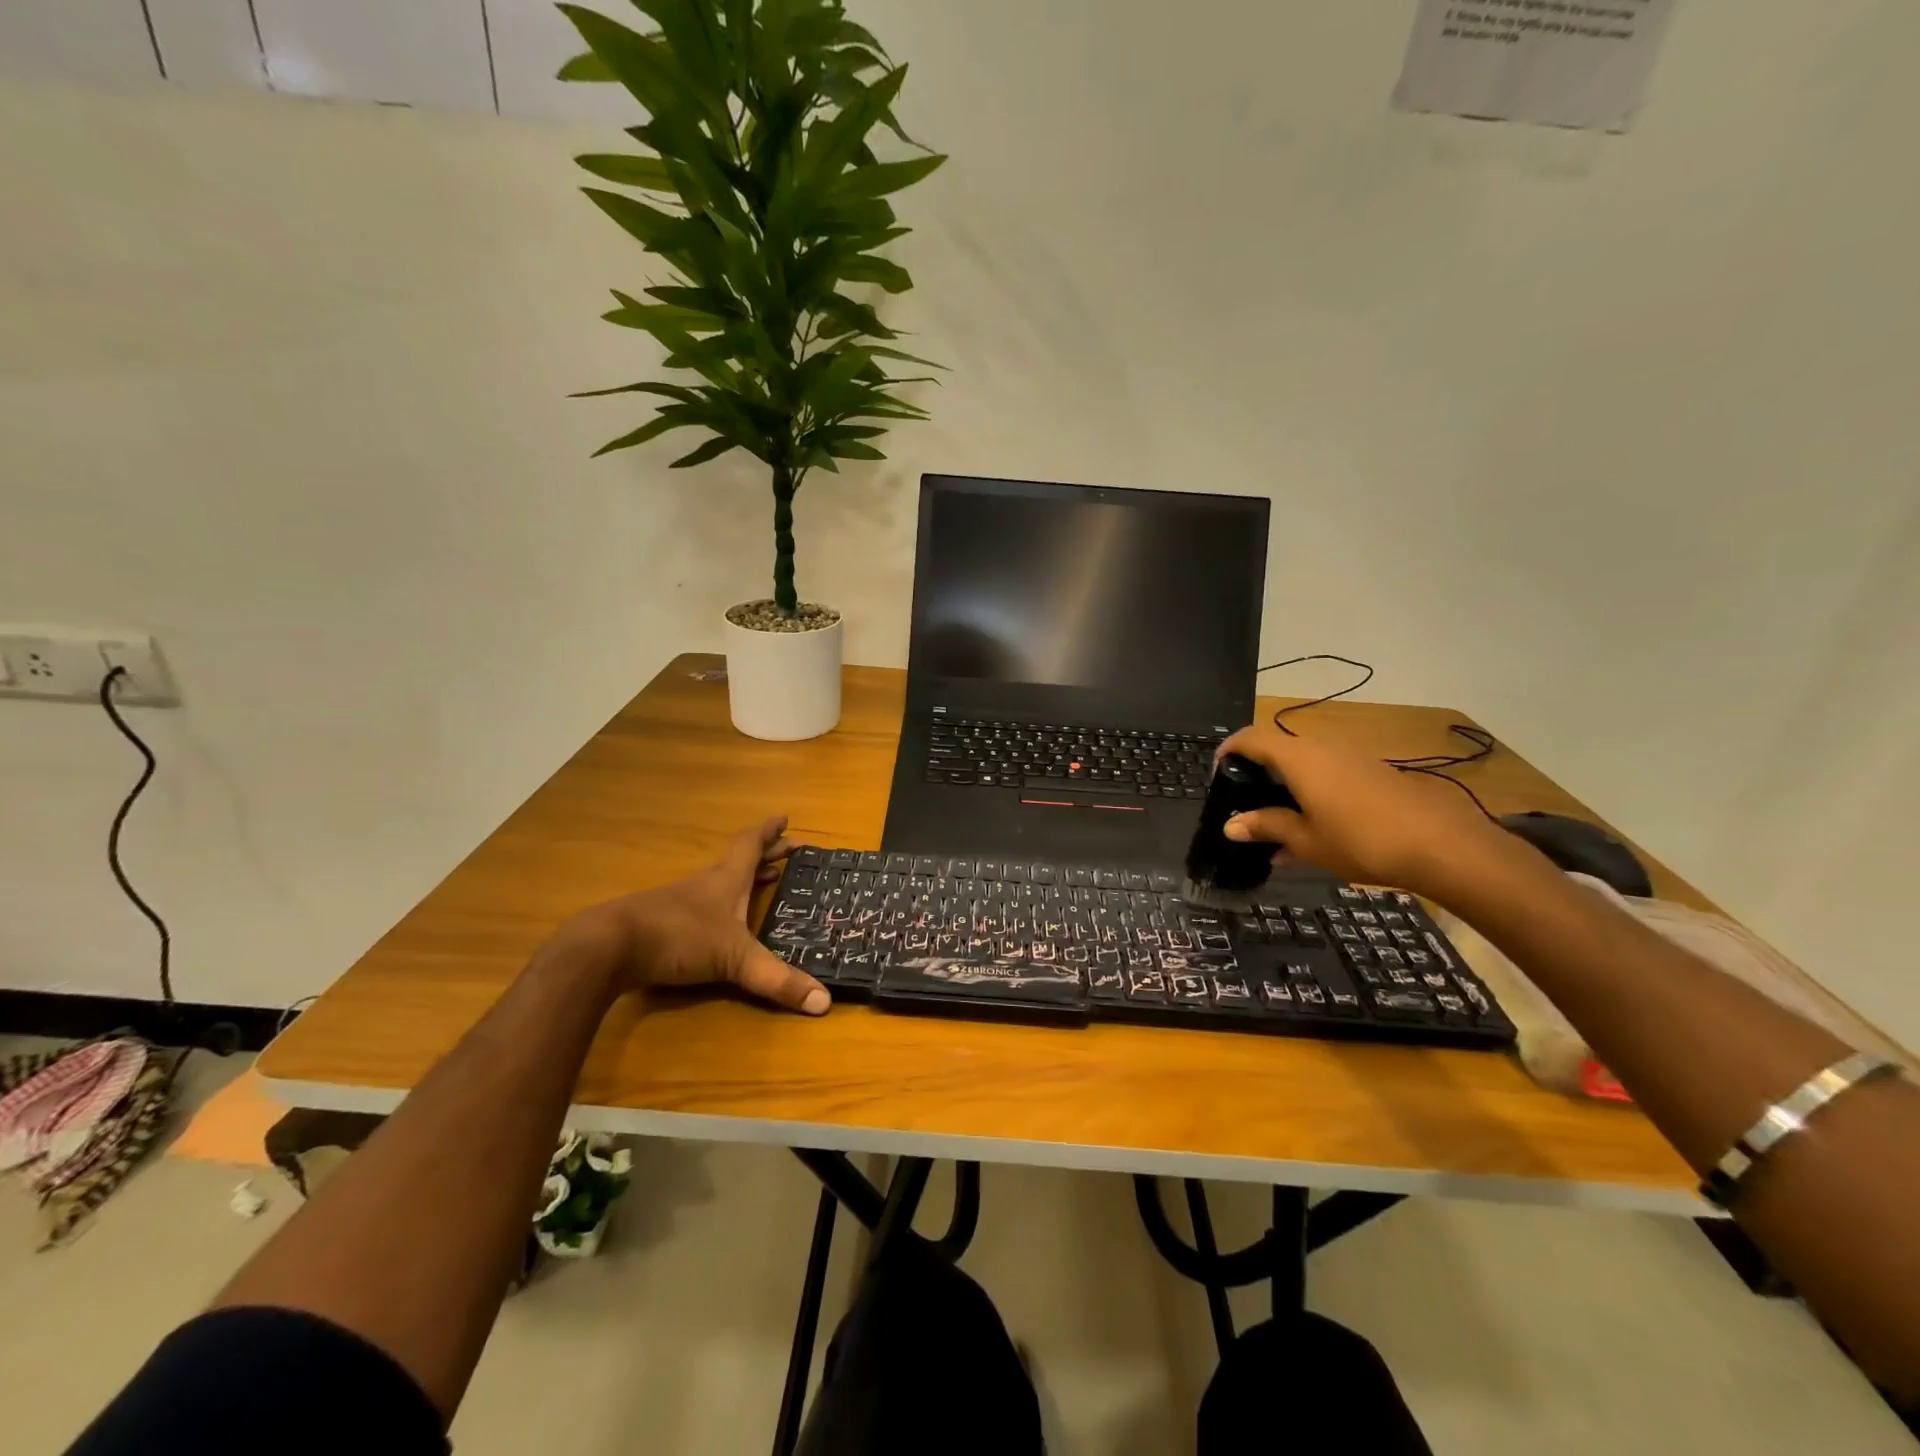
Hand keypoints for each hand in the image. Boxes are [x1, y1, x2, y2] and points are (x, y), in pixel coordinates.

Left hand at [562, 817, 830, 1014]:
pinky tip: (721, 923)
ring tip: (764, 882)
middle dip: (766, 855)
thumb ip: (777, 980)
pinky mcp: (662, 924)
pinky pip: (702, 906)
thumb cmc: (679, 937)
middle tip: (789, 852)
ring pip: (720, 882)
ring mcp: (681, 903)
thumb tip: (825, 1003)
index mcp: (727, 879)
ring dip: (743, 879)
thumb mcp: (735, 959)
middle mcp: (706, 884)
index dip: (770, 832)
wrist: (609, 947)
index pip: (752, 845)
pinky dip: (721, 905)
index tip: (785, 818)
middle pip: (739, 860)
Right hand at [1214, 722, 1508, 899]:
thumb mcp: (1307, 840)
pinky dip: (1312, 791)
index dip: (1228, 750)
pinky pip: (1329, 773)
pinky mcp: (1374, 772)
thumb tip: (1231, 826)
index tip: (1217, 774)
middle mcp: (1323, 748)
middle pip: (1278, 748)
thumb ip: (1267, 827)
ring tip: (1277, 822)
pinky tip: (1315, 828)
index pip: (1251, 738)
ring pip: (1305, 762)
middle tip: (1244, 801)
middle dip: (1256, 770)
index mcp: (1298, 758)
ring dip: (1285, 784)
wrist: (1443, 846)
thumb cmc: (1362, 840)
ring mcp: (1352, 758)